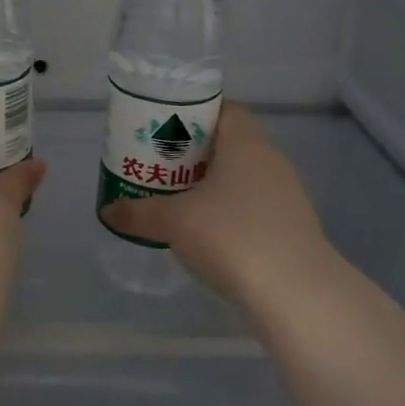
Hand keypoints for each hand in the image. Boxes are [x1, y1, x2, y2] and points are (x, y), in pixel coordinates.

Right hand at [100, 103, 345, 315]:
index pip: (224, 109)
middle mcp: (270, 160)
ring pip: (243, 177)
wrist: (297, 295)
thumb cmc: (231, 236)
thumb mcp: (174, 221)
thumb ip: (138, 213)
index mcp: (245, 143)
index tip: (166, 128)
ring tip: (180, 199)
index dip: (194, 114)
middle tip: (163, 164)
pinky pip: (255, 206)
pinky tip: (210, 233)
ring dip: (214, 184)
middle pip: (230, 143)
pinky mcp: (293, 229)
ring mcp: (287, 196)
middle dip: (196, 152)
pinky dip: (232, 212)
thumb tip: (107, 211)